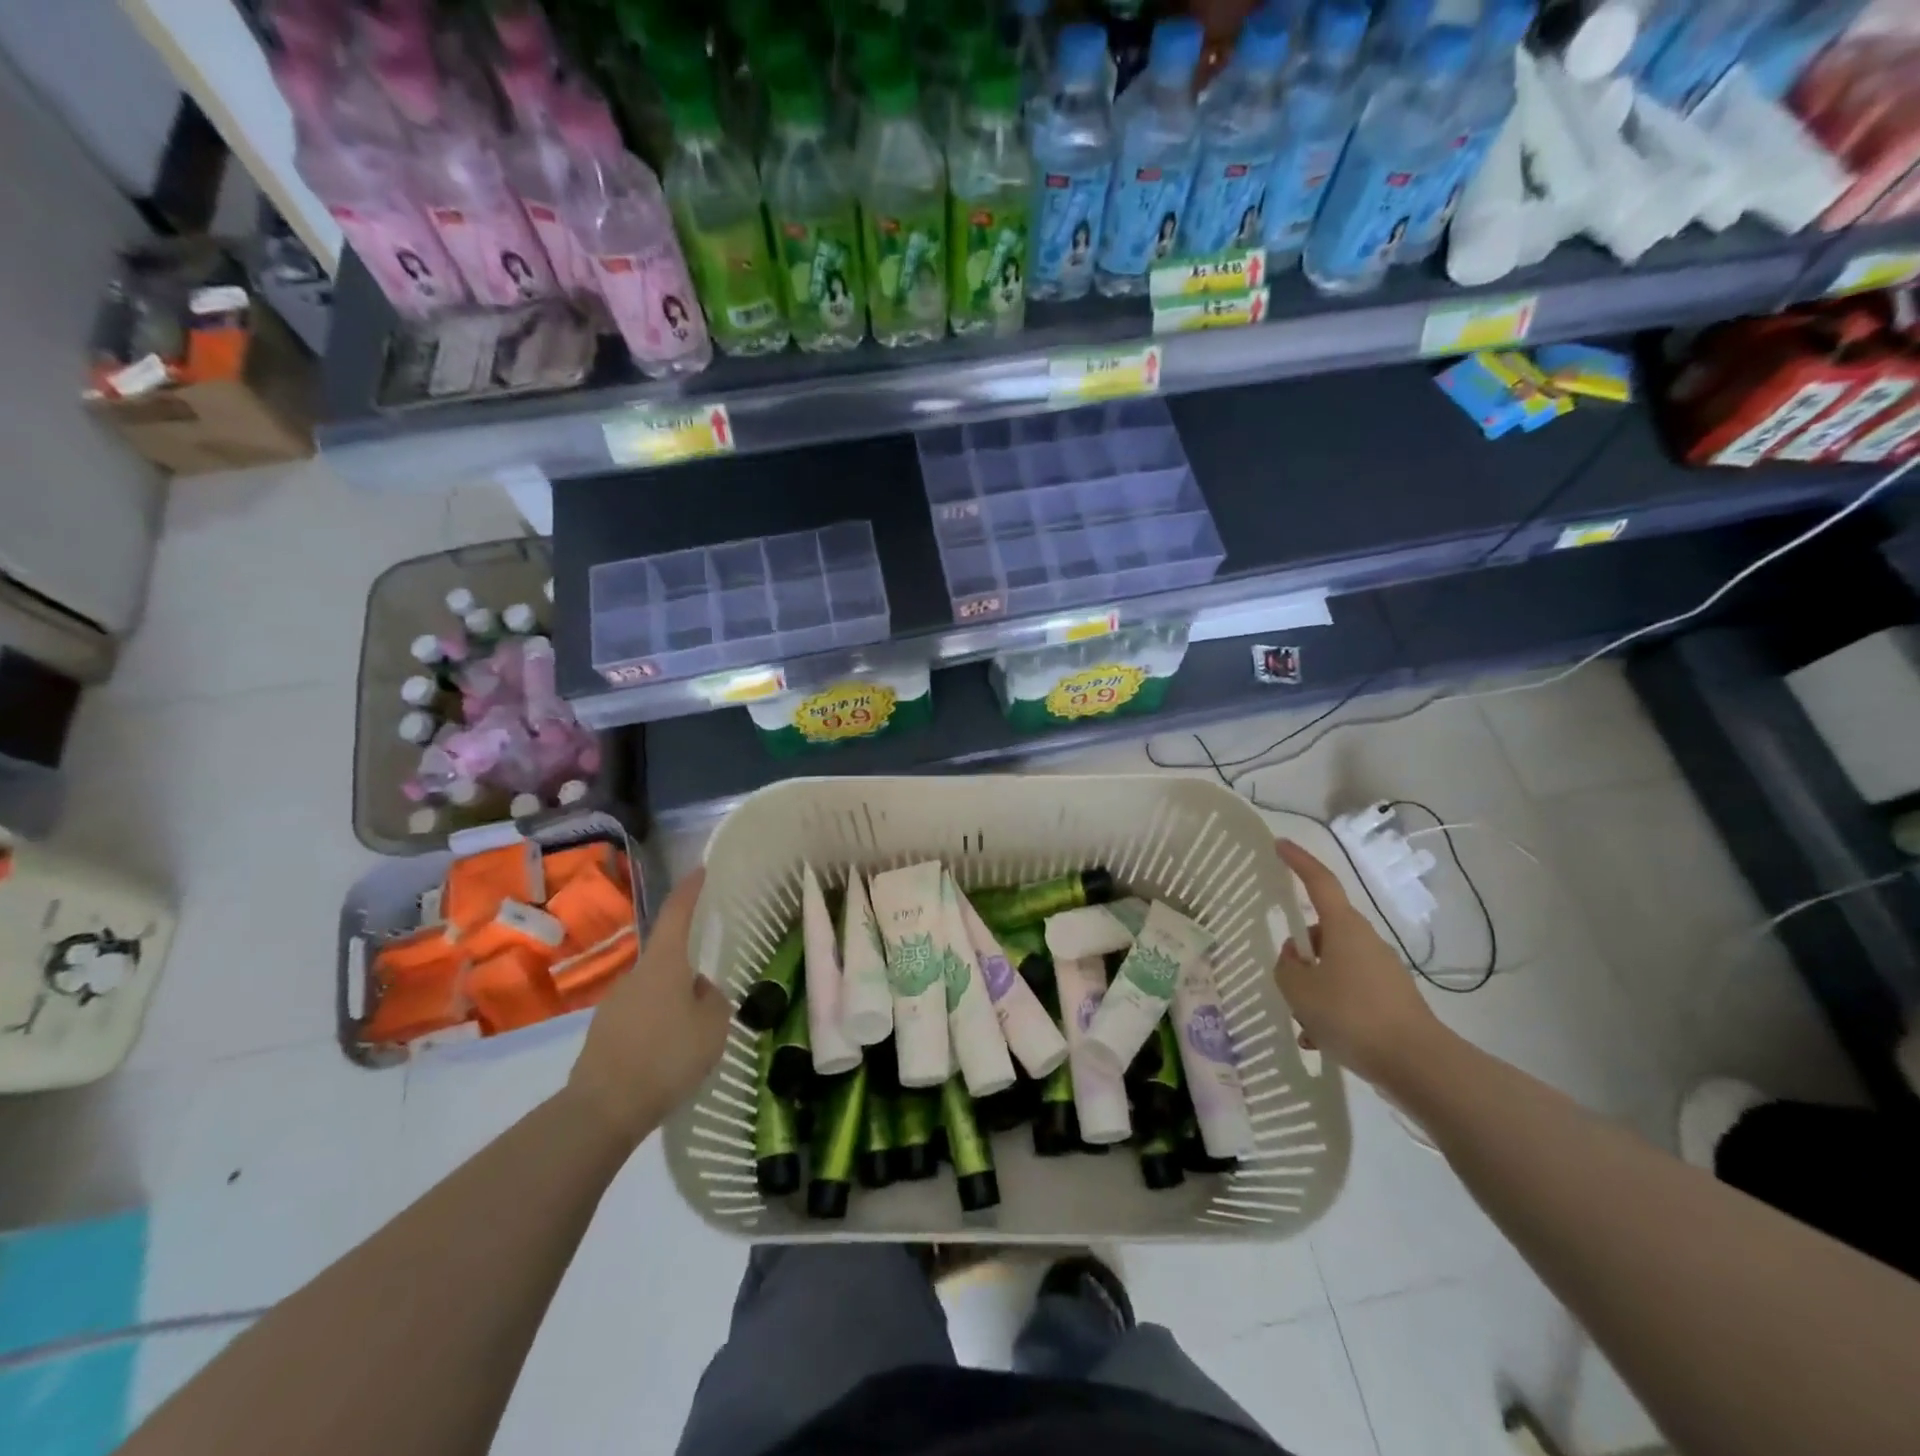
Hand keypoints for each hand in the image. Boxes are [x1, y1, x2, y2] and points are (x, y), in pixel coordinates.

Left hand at [568, 867, 730, 1148]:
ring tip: (692, 1036)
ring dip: (674, 1003)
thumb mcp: (713, 1026)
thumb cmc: (667, 1057)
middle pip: (668, 958)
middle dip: (689, 970)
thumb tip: (700, 990)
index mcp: (664, 964)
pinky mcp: (604, 1033)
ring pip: (655, 991)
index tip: (701, 870)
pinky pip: (641, 1018)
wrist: (603, 1109)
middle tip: (712, 996)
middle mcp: (635, 975)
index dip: (690, 890)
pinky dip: (658, 1027)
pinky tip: (668, 1057)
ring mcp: (614, 1003)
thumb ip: (713, 1000)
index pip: (677, 913)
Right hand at [1273, 840, 1450, 1090]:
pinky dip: (1331, 1008)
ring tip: (1301, 1023)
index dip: (1298, 861)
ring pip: (1334, 966)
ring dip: (1314, 987)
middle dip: (1300, 951)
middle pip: (1323, 932)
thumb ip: (1286, 968)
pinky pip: (1350, 991)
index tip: (1279, 844)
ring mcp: (1382, 970)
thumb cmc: (1352, 1015)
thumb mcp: (1299, 991)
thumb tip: (1294, 958)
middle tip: (1284, 978)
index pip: (1319, 882)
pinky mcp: (1392, 999)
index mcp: (1343, 927)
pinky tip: (1320, 1039)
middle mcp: (1365, 941)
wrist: (1418, 1065)